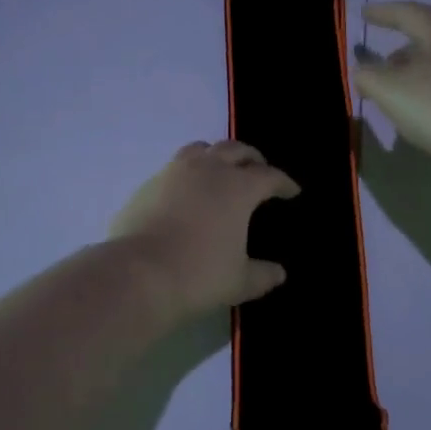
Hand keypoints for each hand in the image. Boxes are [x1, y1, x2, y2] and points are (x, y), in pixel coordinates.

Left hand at [109, 140, 300, 323]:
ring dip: (217, 155)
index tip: (292, 190)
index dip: (283, 182)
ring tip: (221, 169)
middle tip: (260, 169)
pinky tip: (187, 191)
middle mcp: (208, 169)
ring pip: (202, 149)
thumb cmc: (199, 274)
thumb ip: (263, 274)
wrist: (138, 273)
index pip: (269, 176)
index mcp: (238, 187)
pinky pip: (175, 167)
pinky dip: (189, 172)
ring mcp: (174, 171)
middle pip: (236, 150)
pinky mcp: (148, 183)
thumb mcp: (239, 281)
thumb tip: (278, 273)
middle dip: (252, 158)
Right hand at [353, 2, 430, 170]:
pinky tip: (427, 113)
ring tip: (399, 93)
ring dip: (418, 72)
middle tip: (380, 64)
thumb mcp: (389, 91)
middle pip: (430, 39)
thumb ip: (368, 77)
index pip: (410, 13)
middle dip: (401, 48)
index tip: (365, 13)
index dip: (385, 12)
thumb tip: (363, 71)